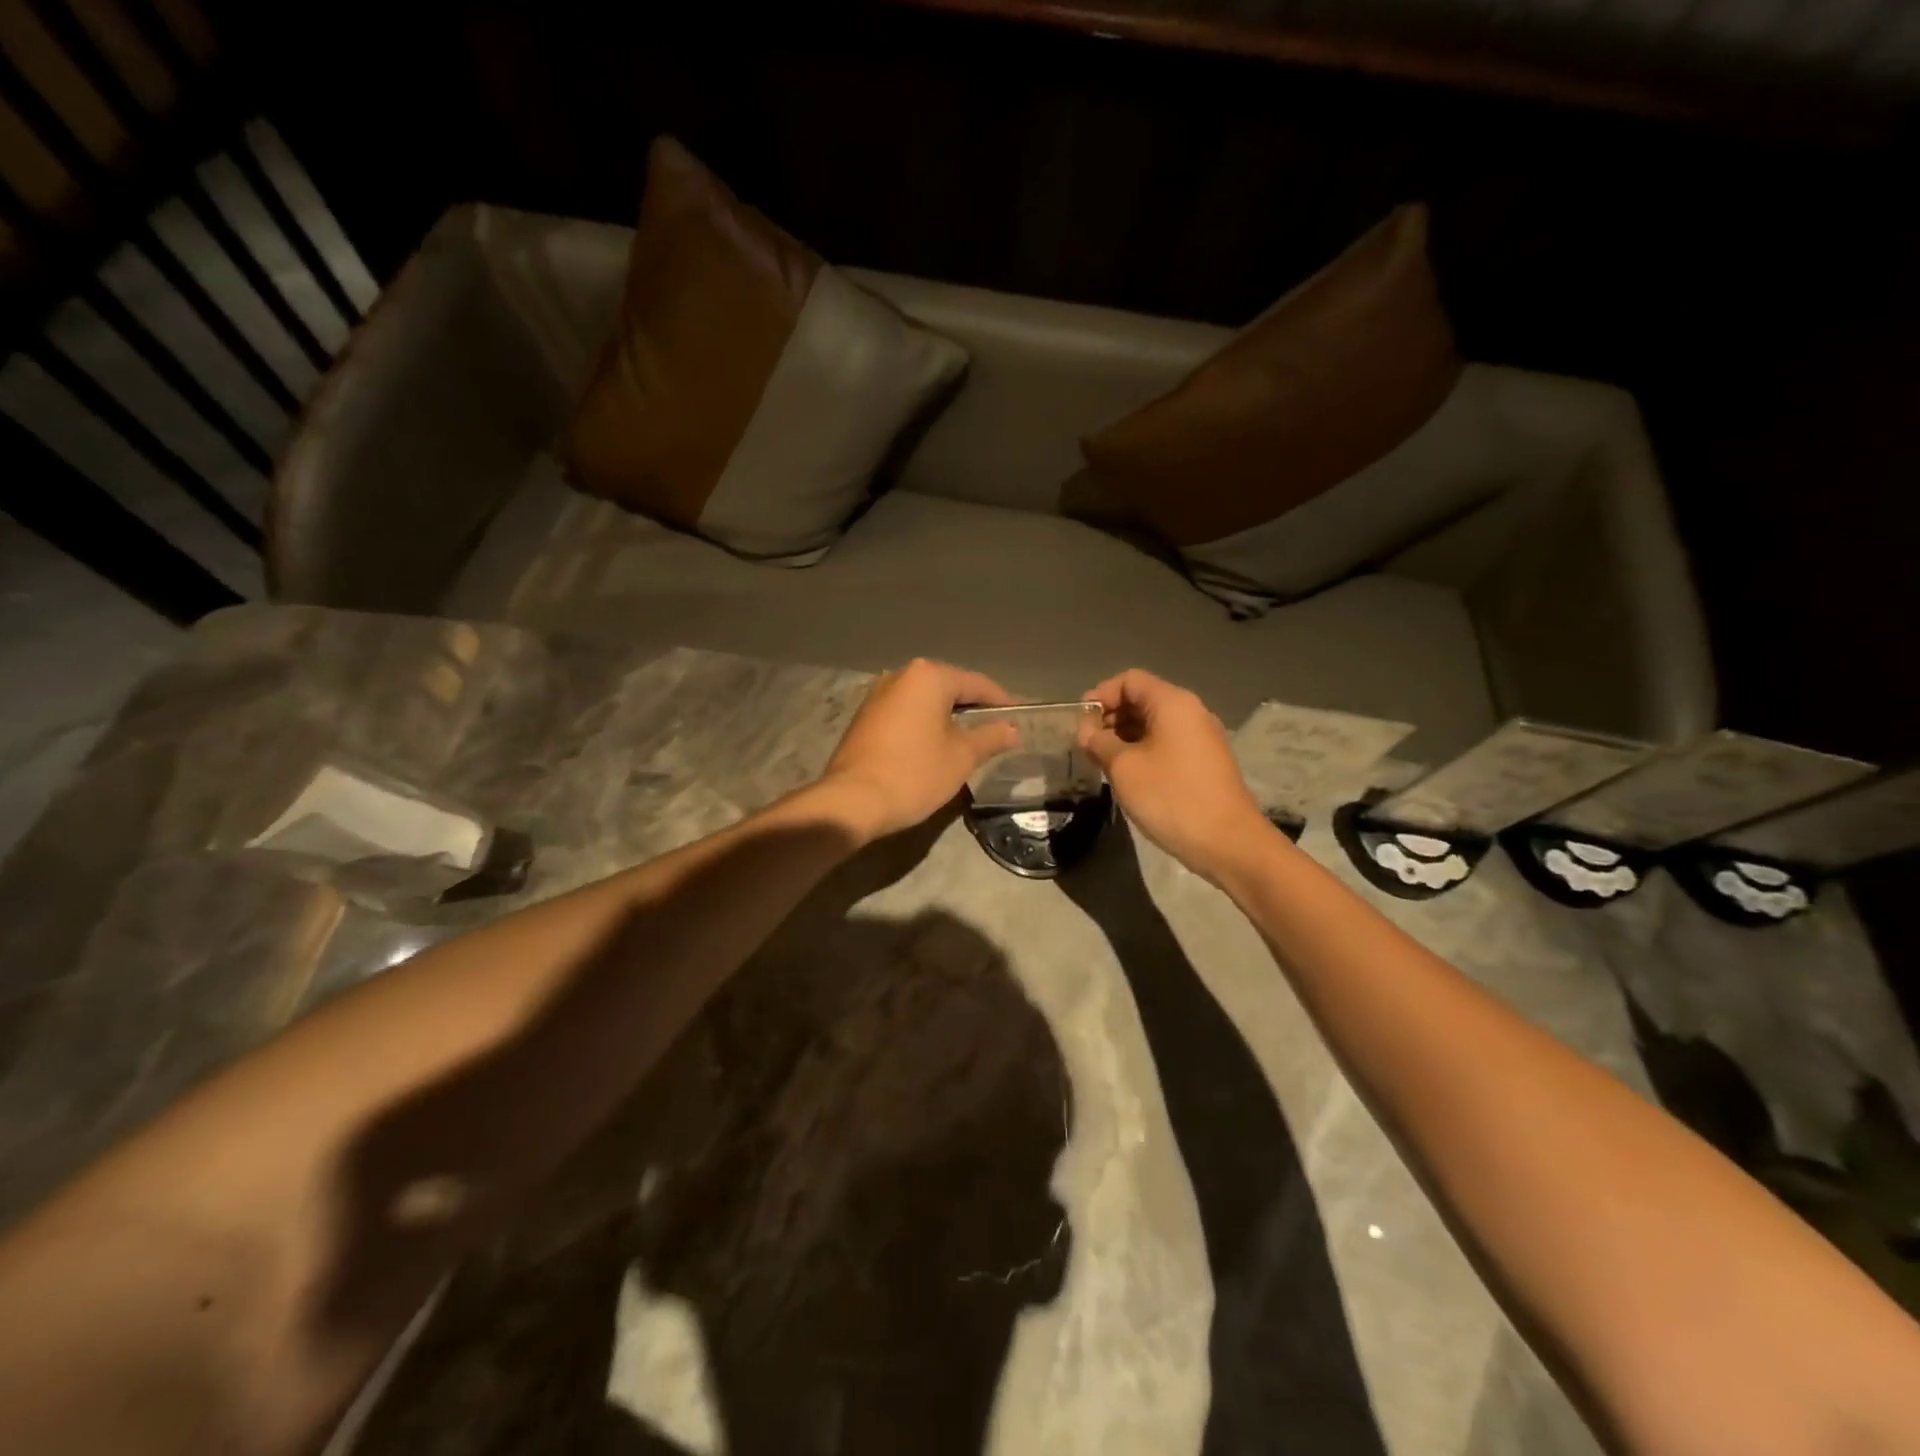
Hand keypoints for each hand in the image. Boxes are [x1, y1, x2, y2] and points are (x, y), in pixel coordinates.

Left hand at [820, 659, 1021, 840]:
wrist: (852, 801)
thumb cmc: (914, 774)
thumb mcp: (961, 757)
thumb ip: (991, 737)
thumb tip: (1013, 729)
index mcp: (929, 677)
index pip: (977, 684)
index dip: (1001, 703)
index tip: (1019, 720)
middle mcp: (901, 676)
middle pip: (949, 688)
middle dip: (973, 709)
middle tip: (997, 732)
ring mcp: (878, 695)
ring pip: (925, 701)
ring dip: (948, 718)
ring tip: (969, 742)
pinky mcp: (864, 717)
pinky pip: (905, 713)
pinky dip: (924, 725)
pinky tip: (935, 747)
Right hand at [1078, 669, 1274, 881]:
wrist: (1227, 842)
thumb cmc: (1171, 797)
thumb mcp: (1123, 767)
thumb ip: (1099, 742)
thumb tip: (1088, 732)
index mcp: (1173, 703)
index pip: (1129, 680)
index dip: (1101, 696)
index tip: (1081, 724)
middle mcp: (1191, 712)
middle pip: (1143, 699)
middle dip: (1111, 717)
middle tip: (1087, 746)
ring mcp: (1201, 738)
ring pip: (1154, 724)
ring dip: (1124, 737)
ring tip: (1102, 762)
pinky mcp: (1205, 762)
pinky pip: (1167, 743)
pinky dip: (1143, 751)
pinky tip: (1128, 775)